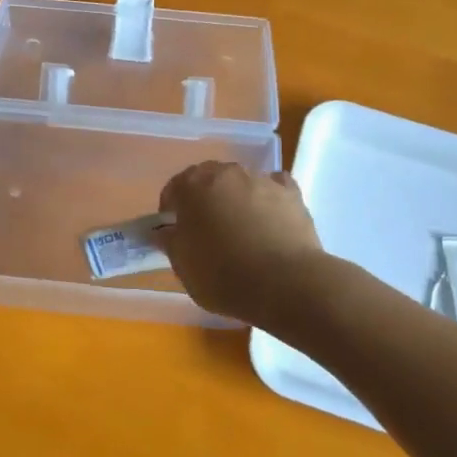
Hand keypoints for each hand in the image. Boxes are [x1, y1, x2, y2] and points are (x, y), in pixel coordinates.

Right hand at [158, 162, 323, 323]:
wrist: (285, 284)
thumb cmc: (222, 275)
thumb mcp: (183, 266)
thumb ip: (170, 242)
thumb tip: (164, 231)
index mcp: (193, 186)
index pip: (174, 189)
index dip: (171, 211)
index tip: (175, 234)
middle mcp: (226, 173)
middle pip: (208, 181)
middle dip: (205, 201)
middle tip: (207, 232)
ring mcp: (261, 179)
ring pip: (241, 184)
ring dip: (236, 200)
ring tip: (242, 232)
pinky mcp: (291, 193)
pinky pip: (273, 188)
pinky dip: (268, 200)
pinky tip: (270, 221)